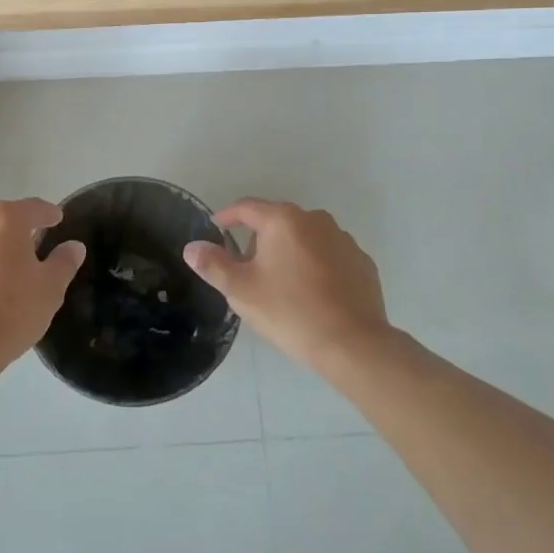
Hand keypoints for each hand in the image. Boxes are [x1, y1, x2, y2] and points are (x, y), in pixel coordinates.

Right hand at [183, 199, 388, 369]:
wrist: (353, 344)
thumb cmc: (290, 311)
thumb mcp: (241, 290)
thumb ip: (213, 265)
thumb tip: (192, 247)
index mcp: (283, 220)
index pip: (246, 208)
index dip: (226, 217)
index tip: (215, 229)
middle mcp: (315, 220)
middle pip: (277, 221)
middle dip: (258, 240)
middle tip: (246, 269)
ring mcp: (343, 239)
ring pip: (305, 238)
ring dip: (289, 252)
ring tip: (280, 283)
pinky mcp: (361, 262)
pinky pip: (328, 256)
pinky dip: (315, 266)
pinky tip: (312, 293)